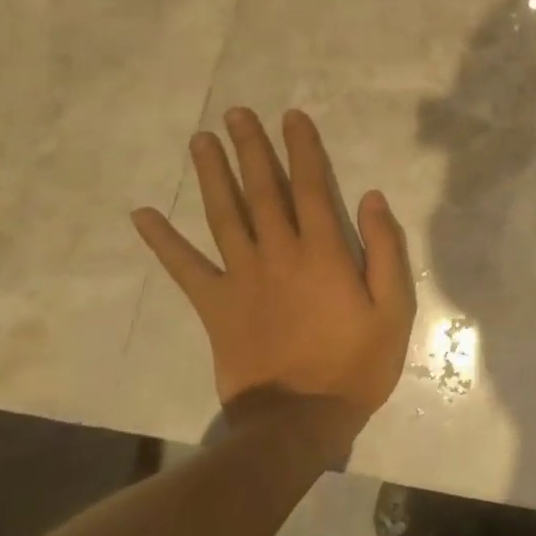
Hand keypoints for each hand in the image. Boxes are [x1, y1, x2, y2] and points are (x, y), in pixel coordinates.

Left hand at [132, 108, 416, 429]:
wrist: (298, 422)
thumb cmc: (354, 363)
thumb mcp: (393, 308)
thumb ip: (384, 249)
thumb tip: (372, 197)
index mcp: (322, 252)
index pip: (311, 187)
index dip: (302, 149)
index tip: (292, 117)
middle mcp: (278, 253)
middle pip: (262, 190)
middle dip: (251, 148)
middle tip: (236, 113)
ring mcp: (241, 278)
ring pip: (224, 216)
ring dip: (212, 175)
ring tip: (201, 140)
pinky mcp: (215, 306)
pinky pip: (185, 268)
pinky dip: (163, 241)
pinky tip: (142, 214)